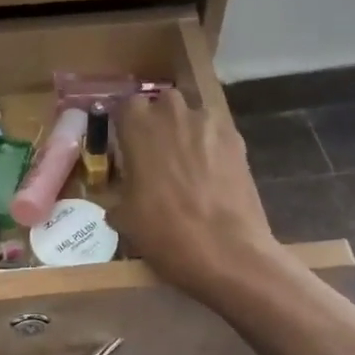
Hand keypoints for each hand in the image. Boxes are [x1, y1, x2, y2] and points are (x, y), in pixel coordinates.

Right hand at [108, 92, 280, 302]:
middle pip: (162, 103)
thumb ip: (117, 195)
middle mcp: (173, 114)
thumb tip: (118, 199)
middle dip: (158, 121)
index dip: (125, 125)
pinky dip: (211, 147)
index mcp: (138, 126)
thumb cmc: (165, 232)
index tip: (124, 145)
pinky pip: (216, 134)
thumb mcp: (124, 218)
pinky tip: (211, 175)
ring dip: (186, 133)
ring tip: (186, 164)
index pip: (125, 106)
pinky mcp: (237, 140)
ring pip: (193, 116)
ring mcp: (209, 124)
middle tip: (155, 153)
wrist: (227, 252)